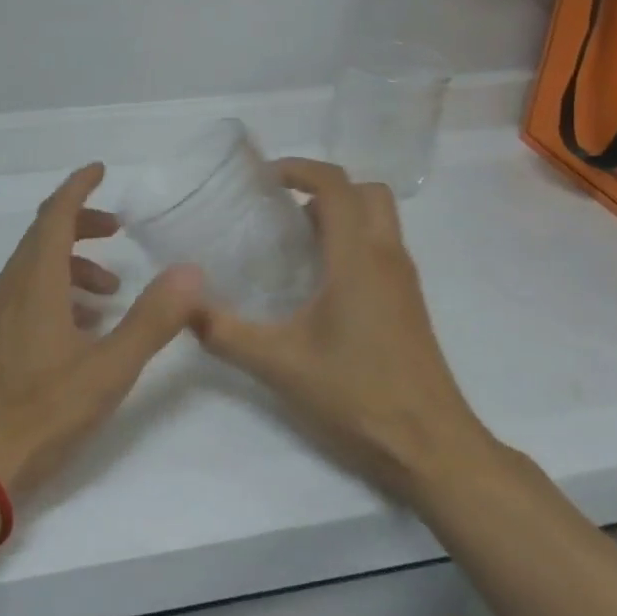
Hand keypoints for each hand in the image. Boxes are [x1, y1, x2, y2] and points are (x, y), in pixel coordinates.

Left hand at [0, 163, 203, 499]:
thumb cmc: (43, 413)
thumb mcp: (109, 368)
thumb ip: (152, 319)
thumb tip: (190, 272)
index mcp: (35, 282)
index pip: (55, 214)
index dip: (78, 187)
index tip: (100, 170)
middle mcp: (10, 288)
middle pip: (43, 236)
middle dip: (82, 225)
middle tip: (119, 231)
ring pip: (34, 268)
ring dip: (72, 265)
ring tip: (110, 292)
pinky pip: (25, 296)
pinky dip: (56, 293)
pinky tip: (81, 328)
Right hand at [195, 159, 495, 502]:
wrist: (431, 446)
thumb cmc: (358, 395)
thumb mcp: (280, 365)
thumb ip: (226, 334)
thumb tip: (185, 307)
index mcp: (359, 259)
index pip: (336, 186)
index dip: (300, 169)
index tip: (263, 178)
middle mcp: (387, 258)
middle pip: (366, 192)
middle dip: (324, 189)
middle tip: (282, 211)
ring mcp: (404, 281)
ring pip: (378, 220)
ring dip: (340, 216)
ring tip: (293, 245)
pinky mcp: (408, 304)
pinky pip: (381, 248)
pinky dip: (352, 243)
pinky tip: (318, 284)